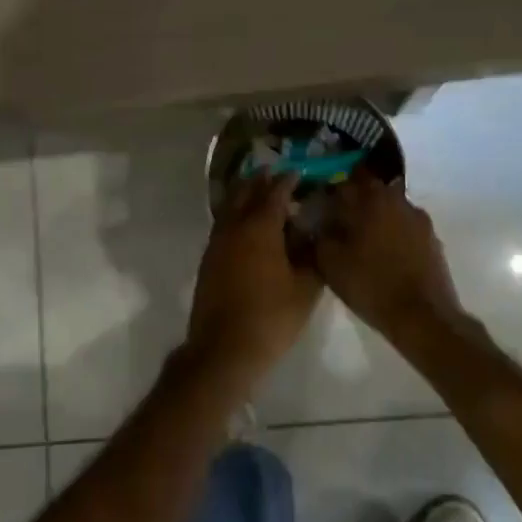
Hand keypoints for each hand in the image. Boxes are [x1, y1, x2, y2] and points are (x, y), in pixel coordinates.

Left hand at [186, 174, 322, 379]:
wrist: (224, 348)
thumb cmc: (271, 317)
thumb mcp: (305, 288)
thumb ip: (311, 256)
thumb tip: (313, 235)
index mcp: (259, 228)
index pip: (274, 194)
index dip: (287, 181)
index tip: (297, 172)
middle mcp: (234, 227)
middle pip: (245, 193)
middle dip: (260, 181)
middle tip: (273, 173)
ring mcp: (217, 243)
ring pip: (230, 208)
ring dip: (244, 196)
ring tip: (258, 192)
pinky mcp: (208, 260)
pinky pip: (223, 225)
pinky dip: (235, 215)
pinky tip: (245, 226)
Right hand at [314, 173, 471, 346]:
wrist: (422, 317)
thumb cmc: (371, 284)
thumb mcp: (330, 262)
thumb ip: (319, 234)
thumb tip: (314, 221)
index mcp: (371, 198)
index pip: (346, 179)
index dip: (330, 190)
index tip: (320, 203)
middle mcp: (398, 200)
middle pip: (371, 191)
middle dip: (355, 202)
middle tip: (340, 221)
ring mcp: (419, 219)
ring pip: (389, 208)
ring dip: (375, 217)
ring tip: (362, 241)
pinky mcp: (432, 239)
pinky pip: (405, 227)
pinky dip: (393, 234)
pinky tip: (384, 255)